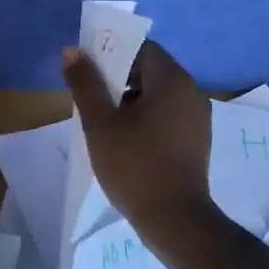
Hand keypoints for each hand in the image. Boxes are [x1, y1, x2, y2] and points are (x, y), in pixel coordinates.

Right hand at [62, 39, 214, 243]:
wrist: (174, 219)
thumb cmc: (134, 165)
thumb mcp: (100, 123)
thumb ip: (85, 84)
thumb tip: (72, 50)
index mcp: (172, 80)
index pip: (141, 48)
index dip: (111, 54)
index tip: (88, 75)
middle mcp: (191, 92)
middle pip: (149, 71)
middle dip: (117, 80)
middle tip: (90, 101)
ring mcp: (197, 118)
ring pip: (156, 96)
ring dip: (129, 102)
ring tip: (103, 125)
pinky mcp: (195, 141)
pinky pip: (166, 116)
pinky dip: (144, 119)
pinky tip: (125, 142)